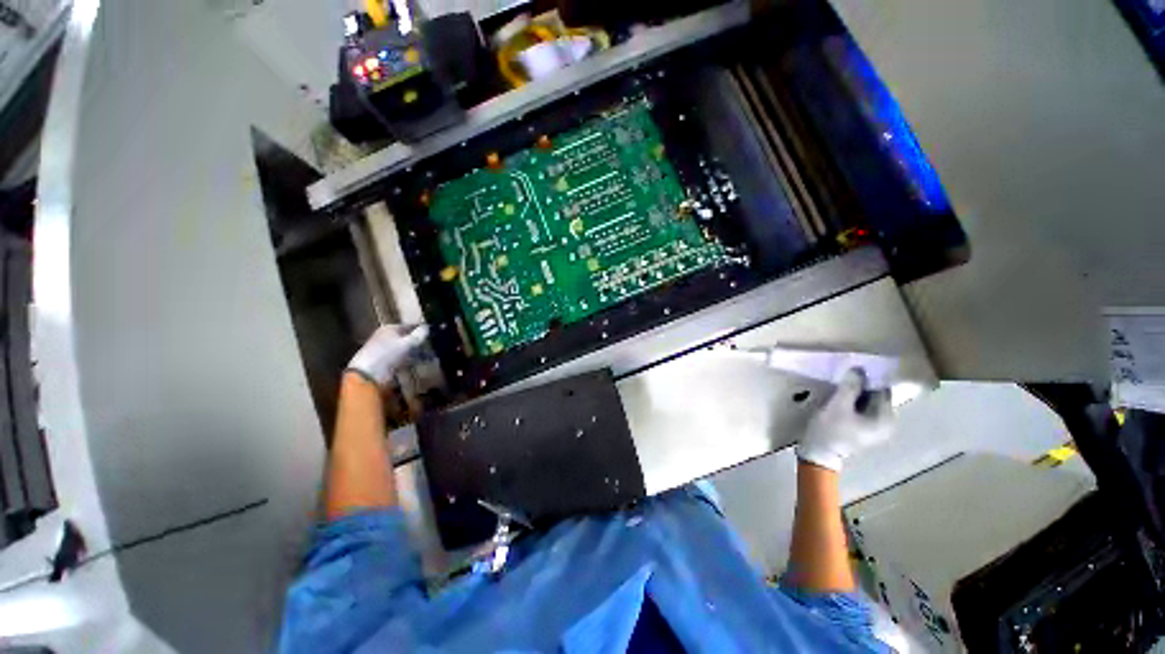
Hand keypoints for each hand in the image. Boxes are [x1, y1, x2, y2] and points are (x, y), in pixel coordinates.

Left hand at [346, 324, 428, 386]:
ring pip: (405, 347)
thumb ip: (419, 334)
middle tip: (433, 344)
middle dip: (420, 341)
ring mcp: (385, 349)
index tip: (434, 332)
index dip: (422, 329)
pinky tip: (420, 361)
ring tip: (430, 354)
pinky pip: (402, 357)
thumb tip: (428, 327)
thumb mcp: (407, 343)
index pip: (409, 325)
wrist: (368, 373)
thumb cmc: (388, 354)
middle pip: (407, 336)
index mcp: (389, 328)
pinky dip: (411, 358)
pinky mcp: (386, 361)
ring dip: (417, 351)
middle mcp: (386, 336)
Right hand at [795, 367, 892, 471]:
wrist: (819, 453)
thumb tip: (859, 368)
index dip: (868, 378)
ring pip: (869, 402)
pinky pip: (864, 409)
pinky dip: (854, 402)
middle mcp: (888, 423)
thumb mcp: (837, 406)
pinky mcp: (866, 429)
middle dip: (861, 386)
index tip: (851, 372)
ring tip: (840, 388)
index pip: (882, 390)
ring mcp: (877, 427)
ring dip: (856, 393)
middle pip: (876, 396)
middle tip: (842, 379)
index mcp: (886, 418)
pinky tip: (841, 400)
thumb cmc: (830, 430)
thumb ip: (850, 387)